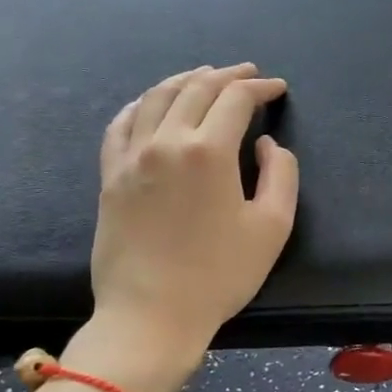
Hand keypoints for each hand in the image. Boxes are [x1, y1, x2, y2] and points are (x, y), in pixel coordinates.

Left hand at [80, 64, 298, 391]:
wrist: (151, 316)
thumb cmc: (219, 275)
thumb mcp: (272, 226)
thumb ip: (280, 173)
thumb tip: (264, 144)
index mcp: (208, 151)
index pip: (236, 99)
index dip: (260, 88)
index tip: (277, 89)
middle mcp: (165, 142)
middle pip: (196, 88)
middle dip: (227, 75)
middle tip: (248, 74)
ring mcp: (131, 157)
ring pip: (157, 98)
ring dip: (186, 80)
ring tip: (205, 76)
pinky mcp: (110, 176)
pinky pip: (121, 124)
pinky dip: (142, 104)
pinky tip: (152, 103)